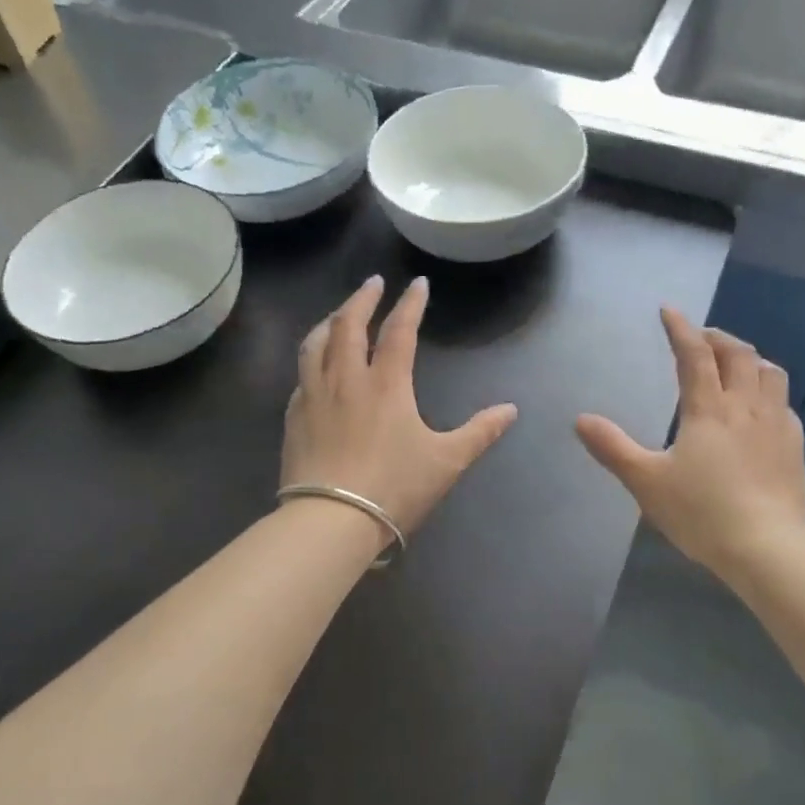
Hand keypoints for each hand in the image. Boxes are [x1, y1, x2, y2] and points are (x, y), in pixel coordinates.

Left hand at [282, 276, 517, 546]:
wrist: (331, 521)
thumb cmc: (394, 488)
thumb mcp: (447, 462)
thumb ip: (479, 432)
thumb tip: (510, 410)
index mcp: (386, 385)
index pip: (399, 331)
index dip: (410, 304)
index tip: (417, 284)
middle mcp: (346, 380)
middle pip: (348, 325)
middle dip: (362, 298)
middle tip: (373, 284)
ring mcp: (314, 397)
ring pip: (316, 344)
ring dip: (329, 321)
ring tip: (338, 314)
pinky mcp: (294, 419)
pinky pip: (301, 375)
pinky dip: (312, 359)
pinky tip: (315, 367)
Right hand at [576, 308, 804, 575]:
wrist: (767, 548)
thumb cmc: (701, 512)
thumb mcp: (646, 482)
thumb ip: (613, 448)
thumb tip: (581, 420)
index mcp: (708, 409)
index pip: (695, 355)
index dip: (681, 329)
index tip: (669, 311)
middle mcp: (746, 407)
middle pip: (738, 355)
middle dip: (717, 338)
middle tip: (700, 338)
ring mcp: (776, 425)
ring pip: (769, 373)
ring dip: (749, 359)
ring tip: (734, 364)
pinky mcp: (794, 447)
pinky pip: (784, 403)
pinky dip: (767, 391)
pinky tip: (760, 408)